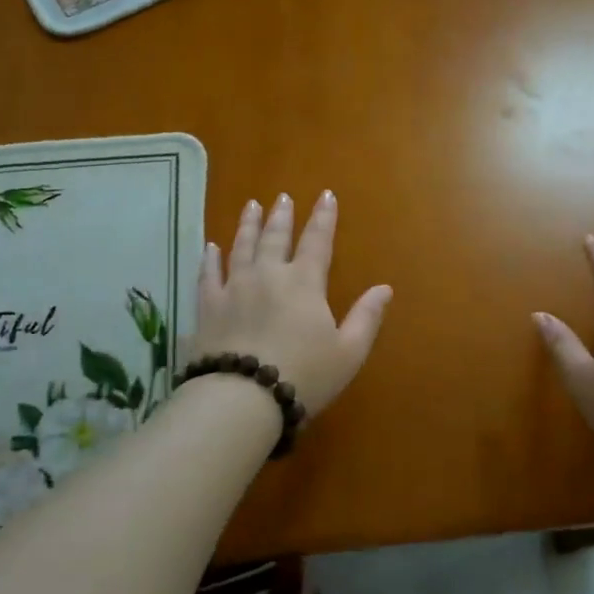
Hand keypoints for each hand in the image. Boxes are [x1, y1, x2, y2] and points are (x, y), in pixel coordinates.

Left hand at [190, 191, 391, 414]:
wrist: (243, 398)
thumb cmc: (304, 376)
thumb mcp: (348, 352)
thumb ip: (366, 317)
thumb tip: (385, 288)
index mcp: (304, 283)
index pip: (317, 241)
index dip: (323, 217)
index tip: (325, 195)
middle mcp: (268, 275)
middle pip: (275, 238)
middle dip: (281, 216)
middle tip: (282, 197)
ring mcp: (234, 288)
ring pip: (241, 247)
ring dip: (248, 225)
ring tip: (251, 206)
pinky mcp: (208, 307)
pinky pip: (208, 274)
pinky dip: (211, 258)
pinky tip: (211, 247)